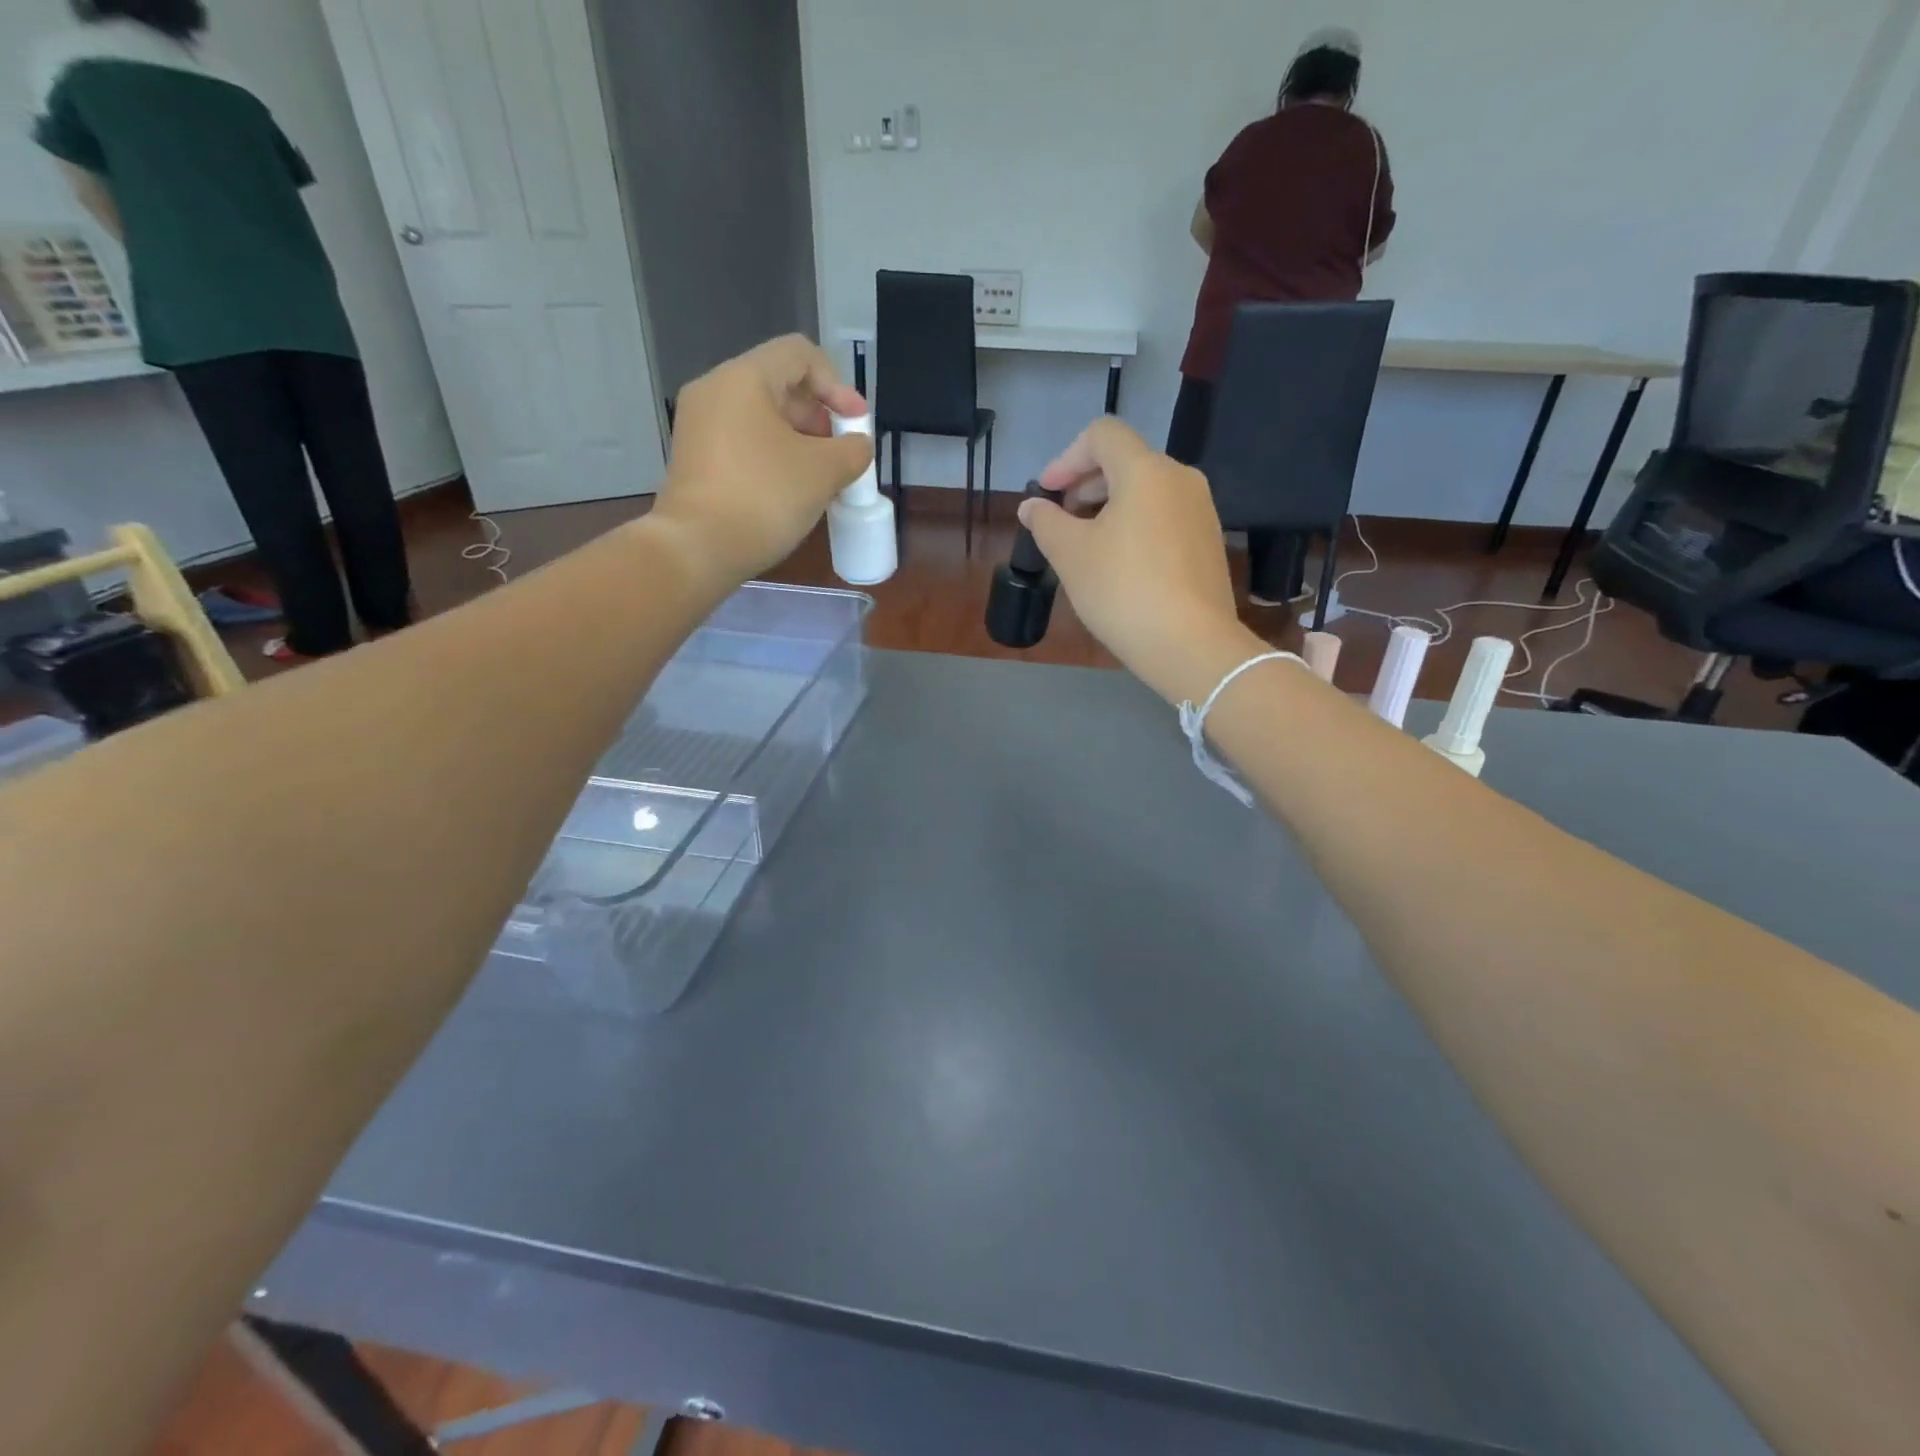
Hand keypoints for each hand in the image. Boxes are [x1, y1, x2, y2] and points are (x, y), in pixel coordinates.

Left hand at [651, 335, 871, 589]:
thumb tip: (857, 446)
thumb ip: (852, 451)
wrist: (697, 548)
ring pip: (761, 417)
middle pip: (780, 385)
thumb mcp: (823, 472)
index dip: (838, 385)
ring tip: (821, 479)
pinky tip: (790, 492)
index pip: (800, 355)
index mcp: (744, 378)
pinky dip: (773, 457)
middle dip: (820, 417)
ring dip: (799, 441)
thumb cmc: (763, 498)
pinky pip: (743, 443)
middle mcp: (715, 391)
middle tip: (841, 455)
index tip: (857, 425)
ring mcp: (699, 426)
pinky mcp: (694, 459)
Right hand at [1024, 418, 1257, 704]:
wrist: (1191, 644)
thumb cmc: (1123, 591)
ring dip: (1109, 506)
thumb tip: (1032, 506)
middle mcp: (1180, 479)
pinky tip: (1119, 564)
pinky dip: (1135, 525)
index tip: (1047, 493)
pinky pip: (1164, 516)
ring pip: (1147, 491)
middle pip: (1126, 461)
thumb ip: (1046, 522)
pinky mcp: (1209, 542)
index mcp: (1146, 471)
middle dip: (1086, 484)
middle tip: (1060, 519)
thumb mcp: (1071, 556)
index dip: (1066, 457)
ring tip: (1086, 544)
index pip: (1102, 435)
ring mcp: (1201, 510)